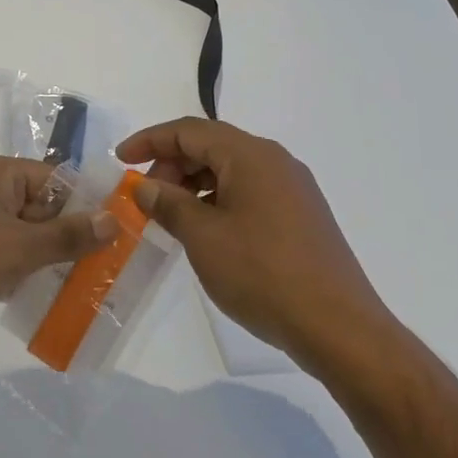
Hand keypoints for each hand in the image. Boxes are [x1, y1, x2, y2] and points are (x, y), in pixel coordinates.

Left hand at [0, 157, 116, 359]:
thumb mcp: (20, 248)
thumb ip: (68, 235)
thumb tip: (113, 220)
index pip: (52, 179)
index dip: (84, 204)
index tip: (118, 233)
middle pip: (40, 209)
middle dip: (70, 236)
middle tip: (111, 265)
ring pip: (24, 238)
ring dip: (50, 260)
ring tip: (90, 285)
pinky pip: (6, 260)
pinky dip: (26, 275)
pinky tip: (53, 298)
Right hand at [118, 118, 393, 366]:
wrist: (338, 326)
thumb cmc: (262, 274)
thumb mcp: (203, 237)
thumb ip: (169, 203)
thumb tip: (145, 185)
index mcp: (251, 155)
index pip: (189, 130)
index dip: (150, 140)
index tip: (120, 159)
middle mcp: (275, 161)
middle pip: (211, 145)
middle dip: (172, 164)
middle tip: (147, 198)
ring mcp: (293, 188)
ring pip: (231, 170)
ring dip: (194, 184)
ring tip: (171, 217)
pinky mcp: (302, 215)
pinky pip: (250, 191)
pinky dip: (219, 200)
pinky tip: (206, 231)